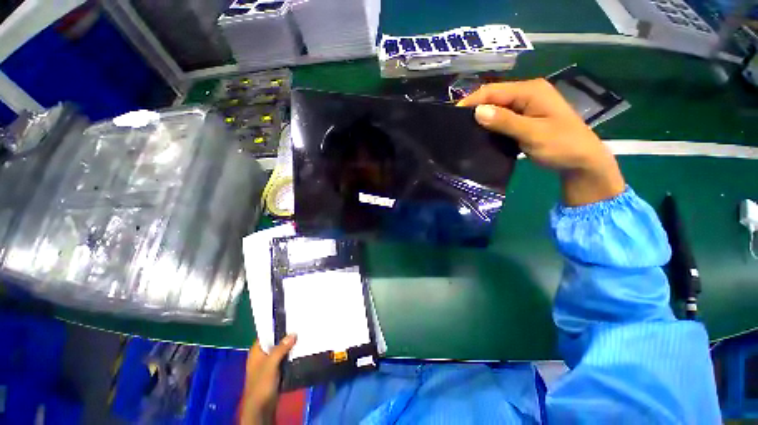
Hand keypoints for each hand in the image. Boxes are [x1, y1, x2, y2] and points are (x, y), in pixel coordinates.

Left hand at [238, 335, 296, 424]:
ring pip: (281, 350)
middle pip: (275, 342)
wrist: (261, 408)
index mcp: (256, 351)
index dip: (277, 326)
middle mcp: (262, 355)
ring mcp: (268, 364)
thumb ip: (281, 349)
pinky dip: (290, 355)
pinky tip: (300, 350)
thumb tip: (293, 333)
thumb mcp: (271, 364)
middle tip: (300, 327)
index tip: (291, 319)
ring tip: (303, 336)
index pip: (267, 333)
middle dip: (286, 336)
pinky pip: (284, 359)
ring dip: (290, 346)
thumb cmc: (262, 384)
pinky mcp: (275, 371)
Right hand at [458, 79, 624, 205]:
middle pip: (494, 97)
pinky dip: (491, 124)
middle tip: (457, 125)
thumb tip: (477, 111)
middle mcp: (527, 93)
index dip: (472, 101)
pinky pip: (502, 117)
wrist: (582, 161)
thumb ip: (506, 121)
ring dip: (482, 117)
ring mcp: (526, 106)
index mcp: (531, 90)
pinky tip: (481, 133)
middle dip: (475, 108)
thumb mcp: (533, 133)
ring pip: (497, 108)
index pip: (494, 90)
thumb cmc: (561, 145)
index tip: (453, 116)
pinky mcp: (525, 118)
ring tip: (465, 130)